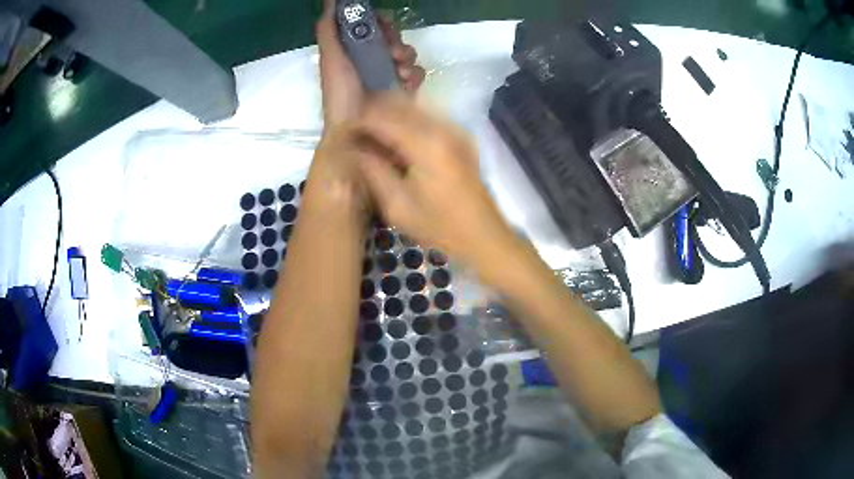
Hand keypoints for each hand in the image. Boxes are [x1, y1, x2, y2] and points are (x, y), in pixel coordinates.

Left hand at [316, 0, 424, 126]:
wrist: (355, 130)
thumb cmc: (340, 92)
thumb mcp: (331, 56)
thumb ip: (329, 28)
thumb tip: (331, 0)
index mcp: (353, 49)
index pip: (372, 26)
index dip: (380, 20)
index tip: (383, 22)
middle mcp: (372, 59)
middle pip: (392, 36)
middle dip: (395, 38)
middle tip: (391, 49)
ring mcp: (389, 74)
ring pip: (407, 53)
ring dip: (406, 56)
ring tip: (398, 69)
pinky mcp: (404, 90)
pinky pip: (417, 73)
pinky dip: (415, 74)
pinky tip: (405, 81)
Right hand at [355, 96, 517, 265]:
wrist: (485, 236)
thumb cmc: (440, 227)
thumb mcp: (397, 206)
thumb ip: (373, 170)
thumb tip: (352, 148)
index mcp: (426, 144)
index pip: (381, 117)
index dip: (358, 120)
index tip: (341, 131)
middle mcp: (443, 127)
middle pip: (399, 105)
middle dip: (372, 112)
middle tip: (353, 130)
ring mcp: (455, 130)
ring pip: (414, 108)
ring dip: (389, 115)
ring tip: (370, 134)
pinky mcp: (461, 137)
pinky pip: (427, 118)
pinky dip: (407, 122)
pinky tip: (395, 140)